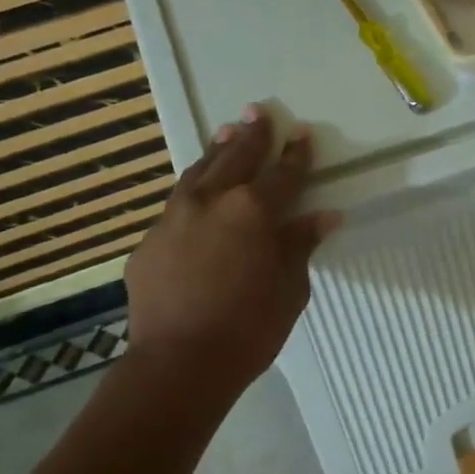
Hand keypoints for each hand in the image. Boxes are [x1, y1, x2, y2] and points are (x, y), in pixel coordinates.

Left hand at [125, 105, 339, 394]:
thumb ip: (301, 245)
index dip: (295, 154)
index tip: (301, 134)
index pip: (283, 174)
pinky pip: (176, 206)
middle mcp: (212, 202)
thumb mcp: (289, 289)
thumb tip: (324, 216)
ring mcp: (174, 218)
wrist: (180, 363)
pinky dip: (192, 192)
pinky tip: (195, 195)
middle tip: (258, 111)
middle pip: (236, 158)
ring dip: (216, 151)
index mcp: (254, 211)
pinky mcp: (149, 241)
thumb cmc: (249, 329)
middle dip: (251, 135)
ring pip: (198, 173)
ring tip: (226, 132)